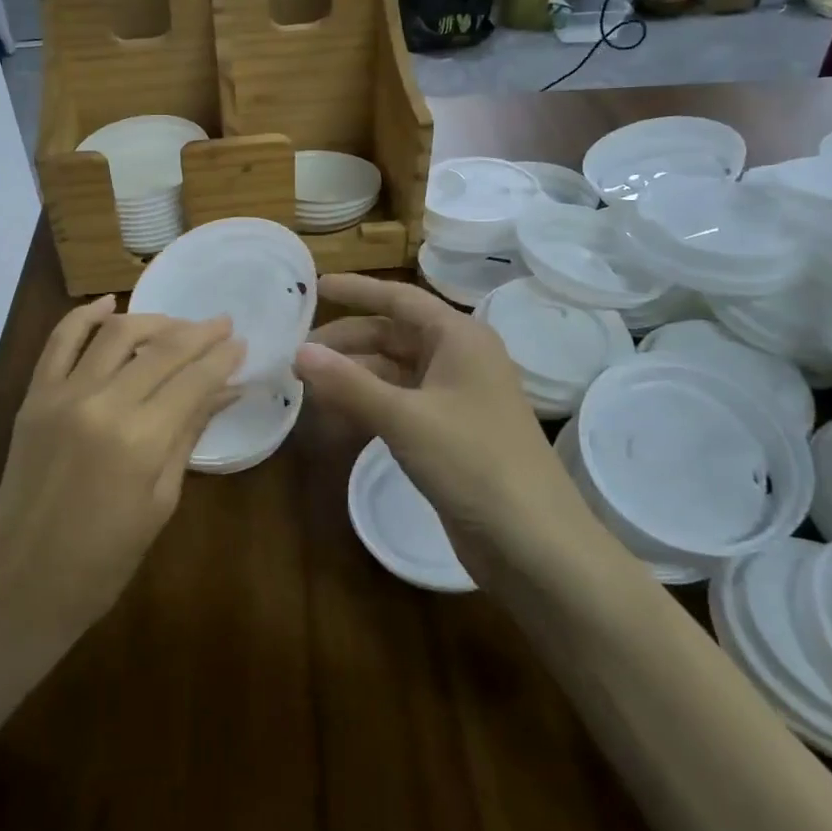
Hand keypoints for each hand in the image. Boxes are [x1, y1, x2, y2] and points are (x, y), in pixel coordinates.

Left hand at [0, 297, 242, 646]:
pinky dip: (84, 315)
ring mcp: (63, 395)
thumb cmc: (104, 559)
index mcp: (141, 440)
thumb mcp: (161, 500)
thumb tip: (227, 389)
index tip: (241, 342)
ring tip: (178, 324)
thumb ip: (190, 433)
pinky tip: (108, 303)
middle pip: (161, 350)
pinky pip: (59, 340)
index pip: (193, 379)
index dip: (222, 357)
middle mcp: (102, 403)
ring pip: (115, 334)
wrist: (22, 582)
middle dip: (198, 333)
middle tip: (223, 324)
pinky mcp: (34, 396)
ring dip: (153, 320)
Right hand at [293, 275, 594, 580]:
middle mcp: (459, 358)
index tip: (316, 287)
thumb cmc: (473, 462)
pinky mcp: (450, 432)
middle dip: (346, 342)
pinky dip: (368, 405)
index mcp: (460, 337)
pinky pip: (400, 403)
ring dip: (353, 376)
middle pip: (393, 336)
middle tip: (298, 355)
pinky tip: (336, 416)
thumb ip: (349, 383)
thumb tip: (299, 350)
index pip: (400, 299)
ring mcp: (456, 397)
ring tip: (307, 386)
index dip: (357, 291)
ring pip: (394, 372)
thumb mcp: (405, 418)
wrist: (533, 543)